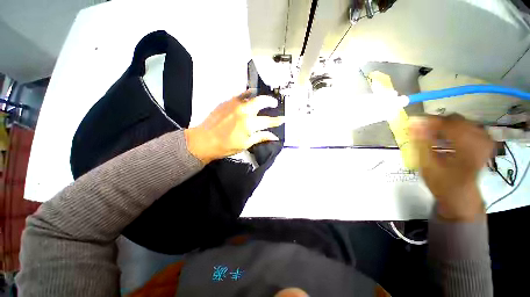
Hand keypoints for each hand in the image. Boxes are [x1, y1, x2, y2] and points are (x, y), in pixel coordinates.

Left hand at [184, 90, 283, 163]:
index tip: (283, 119)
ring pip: (251, 95)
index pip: (268, 121)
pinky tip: (249, 96)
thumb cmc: (226, 146)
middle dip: (270, 102)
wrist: (204, 140)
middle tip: (275, 103)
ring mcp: (235, 104)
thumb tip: (274, 136)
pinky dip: (247, 94)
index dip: (277, 120)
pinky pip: (240, 95)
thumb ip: (261, 137)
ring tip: (263, 98)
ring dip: (260, 96)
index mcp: (249, 124)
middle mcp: (244, 111)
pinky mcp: (227, 102)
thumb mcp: (246, 144)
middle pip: (261, 102)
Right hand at [409, 114, 493, 220]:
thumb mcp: (427, 164)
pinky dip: (456, 129)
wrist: (461, 195)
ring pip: (462, 122)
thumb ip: (421, 143)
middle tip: (423, 130)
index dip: (430, 120)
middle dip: (437, 123)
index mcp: (466, 147)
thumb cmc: (442, 182)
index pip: (448, 122)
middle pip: (456, 119)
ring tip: (434, 135)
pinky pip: (470, 127)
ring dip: (446, 126)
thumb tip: (414, 124)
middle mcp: (479, 141)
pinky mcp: (484, 143)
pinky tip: (449, 137)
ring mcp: (484, 141)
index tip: (414, 122)